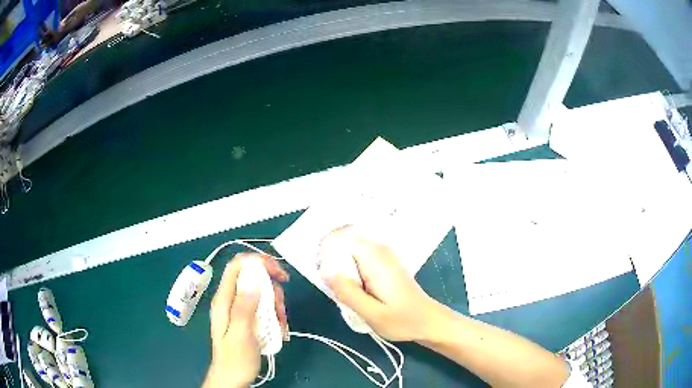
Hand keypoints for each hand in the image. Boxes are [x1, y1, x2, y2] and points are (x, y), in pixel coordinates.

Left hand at [203, 253, 288, 387]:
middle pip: (252, 278)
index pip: (237, 266)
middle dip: (271, 288)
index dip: (257, 261)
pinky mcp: (246, 318)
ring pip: (260, 292)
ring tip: (280, 323)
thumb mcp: (241, 334)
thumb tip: (254, 278)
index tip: (278, 272)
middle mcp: (230, 299)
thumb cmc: (236, 359)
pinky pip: (263, 306)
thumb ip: (244, 306)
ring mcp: (238, 308)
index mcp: (224, 299)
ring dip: (275, 304)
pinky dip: (274, 314)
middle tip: (281, 308)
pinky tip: (279, 328)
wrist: (232, 378)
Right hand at [318, 226, 443, 341]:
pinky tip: (353, 289)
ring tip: (340, 290)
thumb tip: (324, 269)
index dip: (325, 251)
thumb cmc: (402, 320)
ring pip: (350, 249)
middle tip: (330, 286)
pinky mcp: (383, 263)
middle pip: (344, 241)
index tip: (321, 273)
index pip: (341, 237)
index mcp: (375, 258)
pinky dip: (349, 269)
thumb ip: (347, 291)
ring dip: (339, 266)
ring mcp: (383, 255)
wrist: (428, 321)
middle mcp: (379, 249)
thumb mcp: (371, 312)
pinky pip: (358, 257)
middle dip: (331, 259)